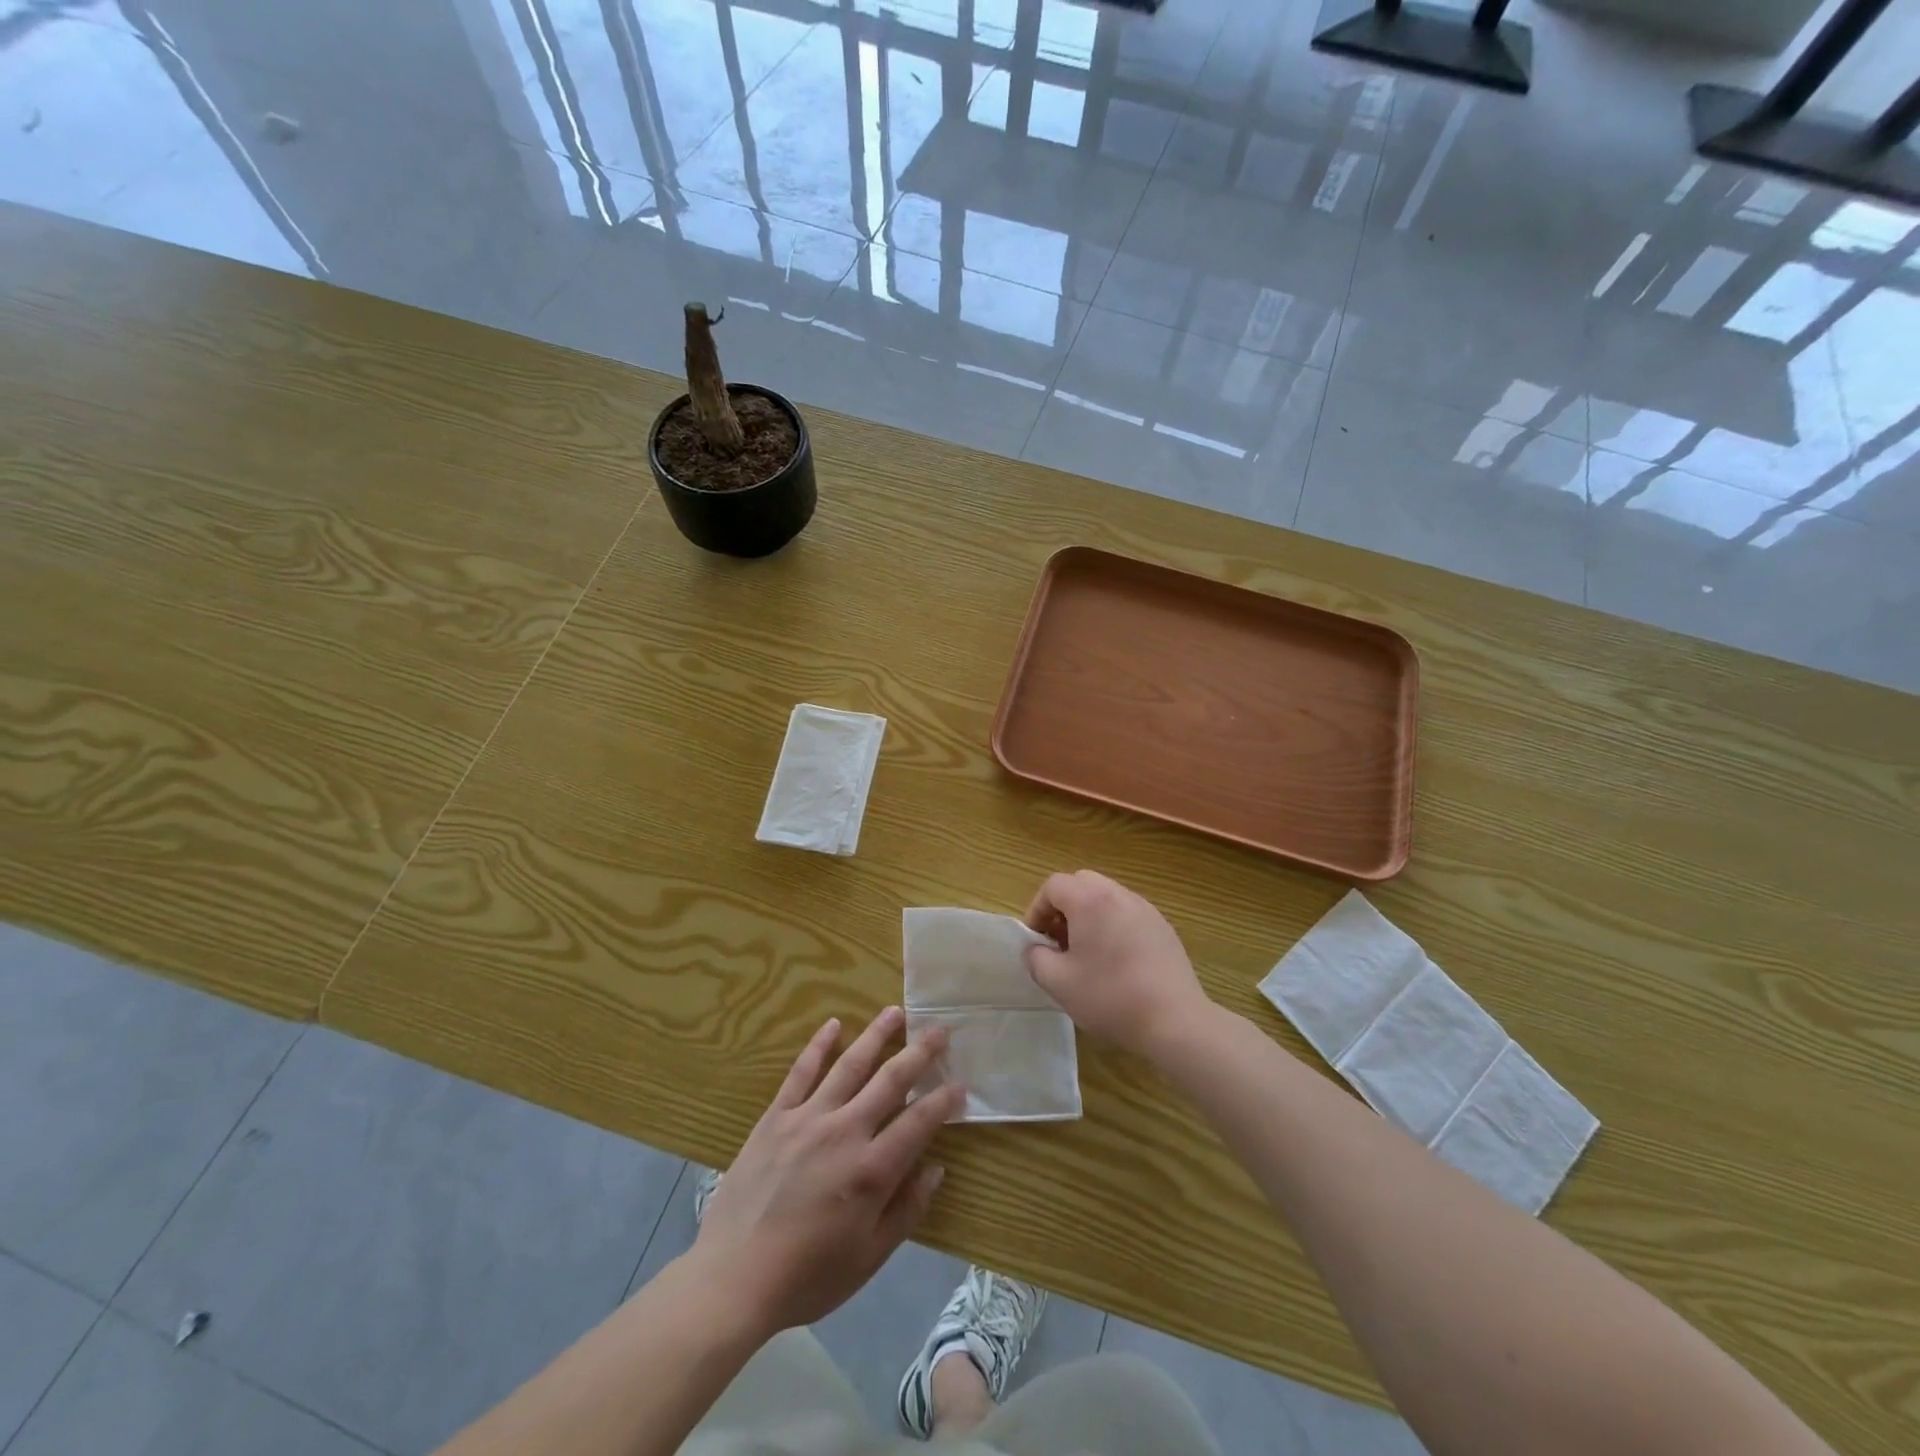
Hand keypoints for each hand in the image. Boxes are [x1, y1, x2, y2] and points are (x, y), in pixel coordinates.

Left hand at [690, 1007, 965, 1336]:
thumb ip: (907, 1210)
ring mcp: (808, 1118)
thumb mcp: (869, 1258)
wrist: (732, 1278)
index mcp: (872, 1170)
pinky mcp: (776, 1117)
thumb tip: (935, 1168)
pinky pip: (801, 1072)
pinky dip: (819, 1046)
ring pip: (850, 1065)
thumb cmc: (807, 1275)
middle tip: (939, 1029)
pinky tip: (833, 1024)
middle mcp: (845, 1131)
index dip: (943, 1100)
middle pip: (890, 1080)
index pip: (919, 1122)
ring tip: (895, 1012)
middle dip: (919, 1053)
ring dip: (876, 1035)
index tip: (960, 1083)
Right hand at [1024, 870, 1212, 1059]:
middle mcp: (1119, 894)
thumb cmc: (1110, 996)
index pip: (1053, 885)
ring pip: (1106, 897)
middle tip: (1059, 941)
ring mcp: (1145, 909)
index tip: (1036, 939)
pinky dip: (1113, 925)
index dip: (1037, 909)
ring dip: (1089, 915)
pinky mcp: (1163, 927)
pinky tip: (1116, 962)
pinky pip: (1128, 913)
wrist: (1174, 1020)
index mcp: (1090, 900)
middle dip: (1063, 907)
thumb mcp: (1058, 983)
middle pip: (1081, 884)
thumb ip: (1036, 959)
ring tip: (1086, 953)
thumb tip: (1035, 949)